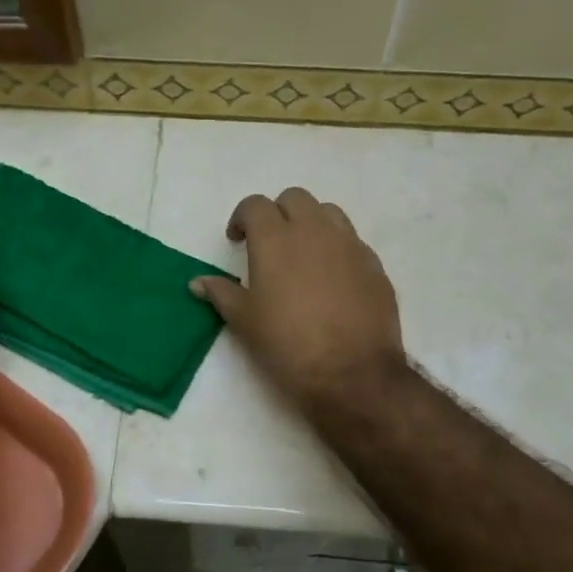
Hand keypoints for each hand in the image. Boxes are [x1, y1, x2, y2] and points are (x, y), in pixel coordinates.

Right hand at [191, 188, 405, 411]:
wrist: (352, 373)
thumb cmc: (288, 345)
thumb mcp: (245, 322)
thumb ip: (221, 294)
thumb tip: (198, 282)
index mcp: (276, 239)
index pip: (255, 205)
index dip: (242, 218)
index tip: (237, 240)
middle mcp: (314, 231)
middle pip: (295, 199)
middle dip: (278, 213)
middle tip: (269, 244)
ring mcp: (349, 244)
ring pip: (328, 212)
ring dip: (311, 223)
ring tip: (303, 254)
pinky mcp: (374, 264)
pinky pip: (352, 241)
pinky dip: (337, 248)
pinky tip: (332, 279)